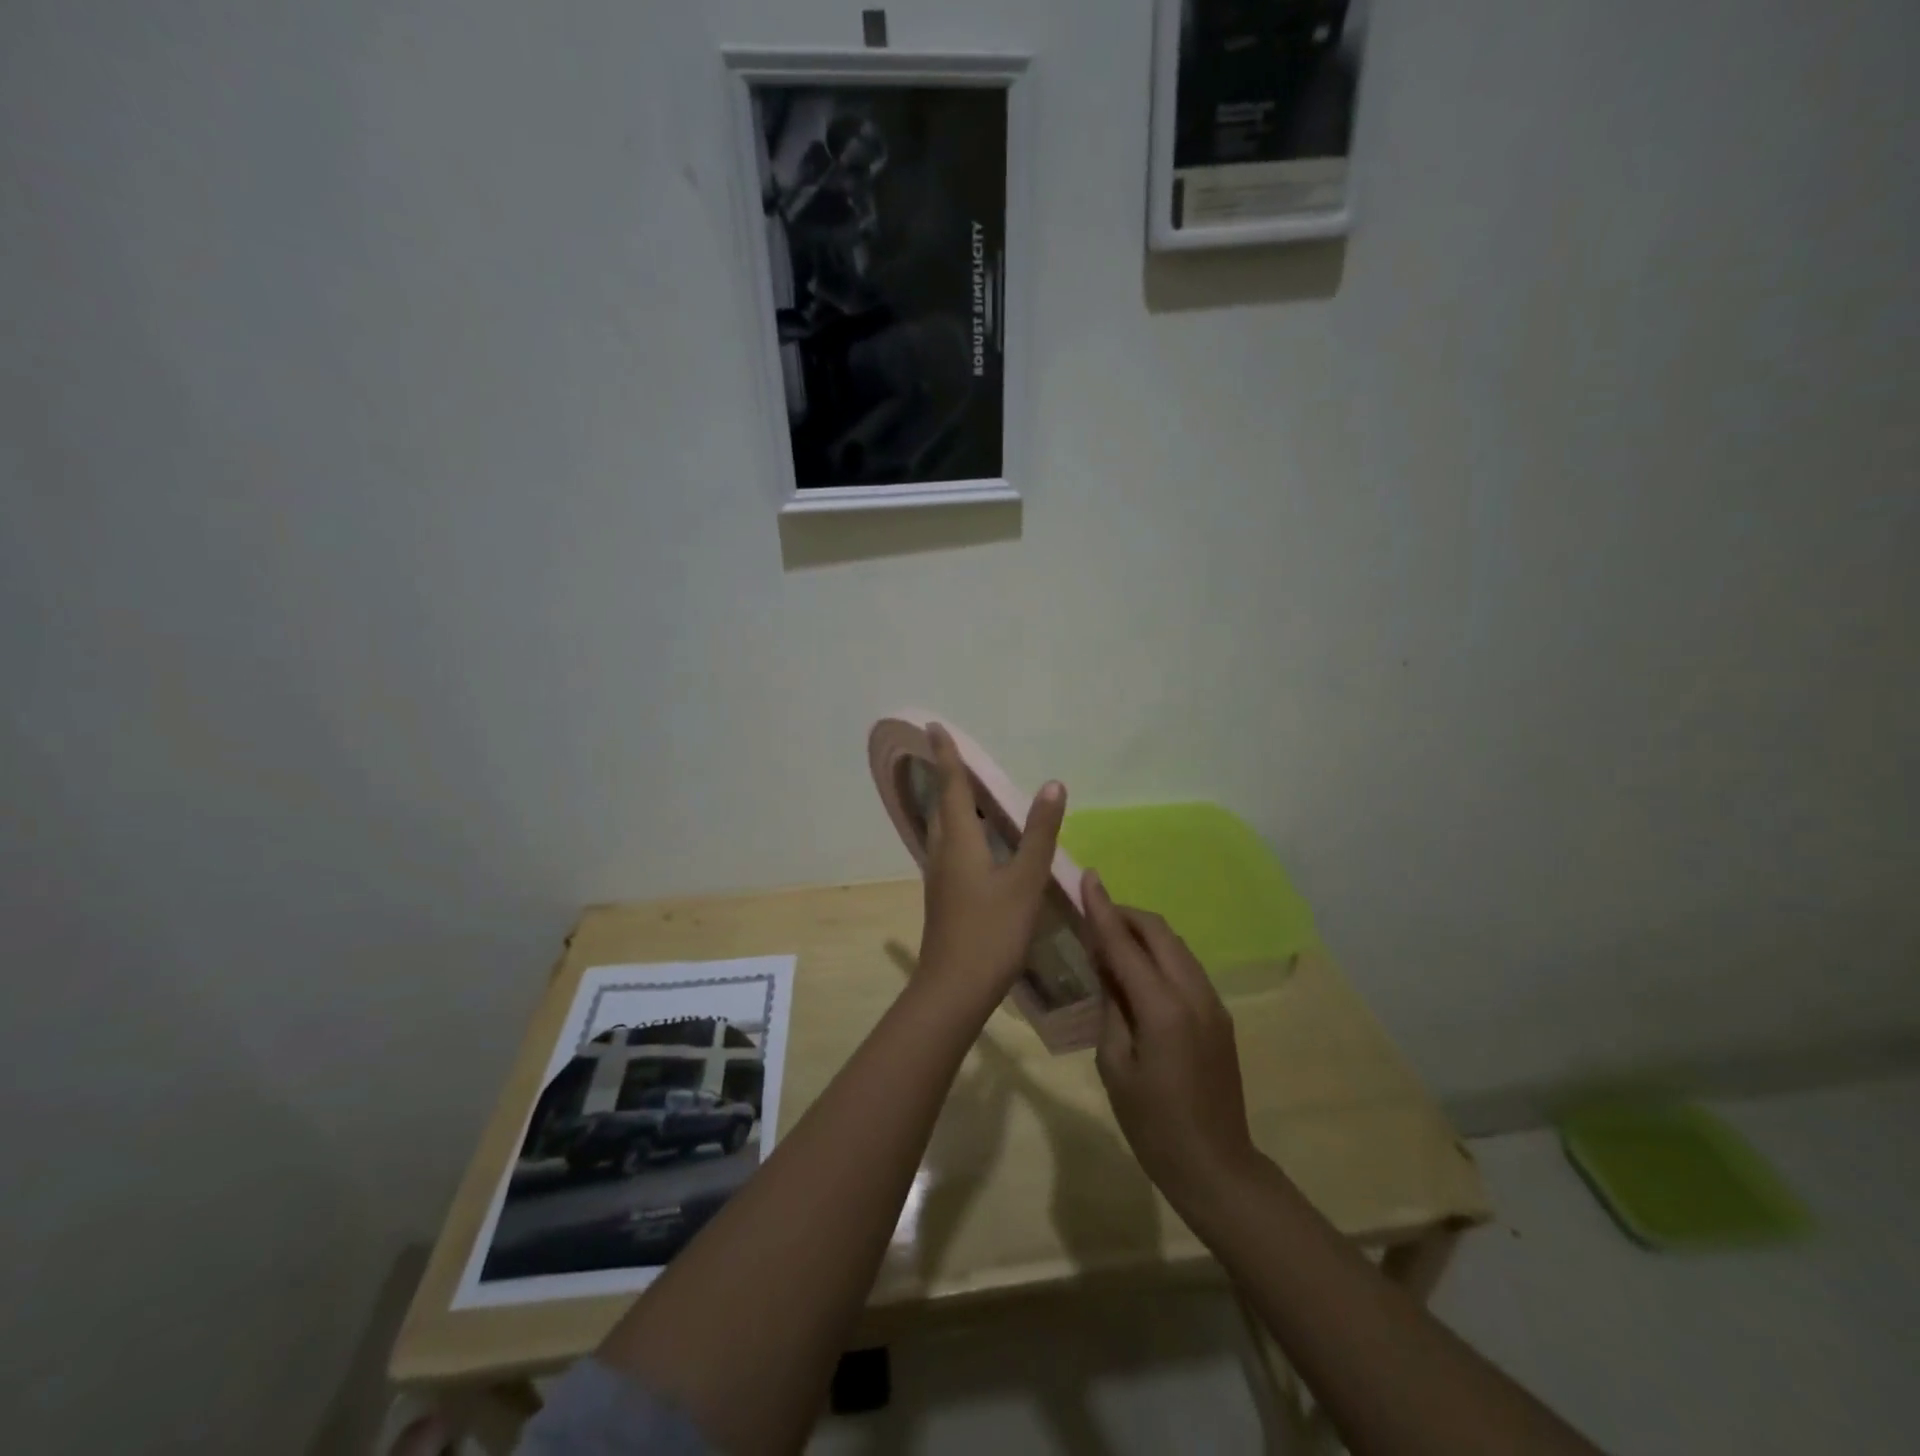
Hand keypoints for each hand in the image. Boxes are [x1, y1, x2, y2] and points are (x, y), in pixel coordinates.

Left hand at [916, 723, 1066, 1006]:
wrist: (954, 989)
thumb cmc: (991, 932)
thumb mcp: (1024, 882)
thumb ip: (1038, 834)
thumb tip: (1052, 784)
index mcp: (959, 842)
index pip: (951, 787)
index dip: (946, 756)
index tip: (933, 727)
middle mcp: (942, 853)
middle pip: (942, 805)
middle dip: (946, 777)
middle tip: (953, 755)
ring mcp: (940, 877)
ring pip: (943, 829)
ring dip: (951, 804)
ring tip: (968, 792)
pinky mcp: (944, 897)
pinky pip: (948, 849)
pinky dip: (959, 831)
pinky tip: (975, 844)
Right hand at [1083, 870, 1258, 1209]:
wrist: (1216, 1166)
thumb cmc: (1153, 1124)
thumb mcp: (1115, 1066)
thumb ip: (1111, 1008)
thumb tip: (1107, 969)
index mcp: (1162, 1009)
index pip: (1125, 944)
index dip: (1103, 909)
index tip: (1088, 877)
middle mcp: (1193, 994)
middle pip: (1159, 932)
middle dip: (1126, 914)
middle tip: (1094, 913)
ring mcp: (1212, 1002)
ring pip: (1176, 946)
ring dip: (1145, 933)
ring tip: (1112, 942)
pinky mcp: (1220, 1015)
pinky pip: (1186, 967)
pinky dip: (1160, 956)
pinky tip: (1140, 973)